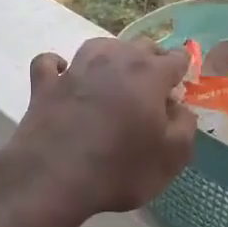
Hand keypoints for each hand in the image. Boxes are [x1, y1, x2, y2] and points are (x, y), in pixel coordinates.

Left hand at [2, 38, 196, 217]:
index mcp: (148, 74)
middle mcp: (112, 61)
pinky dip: (59, 66)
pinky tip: (64, 77)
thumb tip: (179, 108)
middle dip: (151, 61)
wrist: (52, 180)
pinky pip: (50, 62)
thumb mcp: (171, 158)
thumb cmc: (119, 170)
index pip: (176, 57)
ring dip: (111, 56)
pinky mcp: (44, 84)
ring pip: (99, 46)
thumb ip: (184, 126)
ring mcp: (75, 69)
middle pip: (139, 46)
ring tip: (115, 77)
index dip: (182, 71)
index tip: (179, 89)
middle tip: (153, 88)